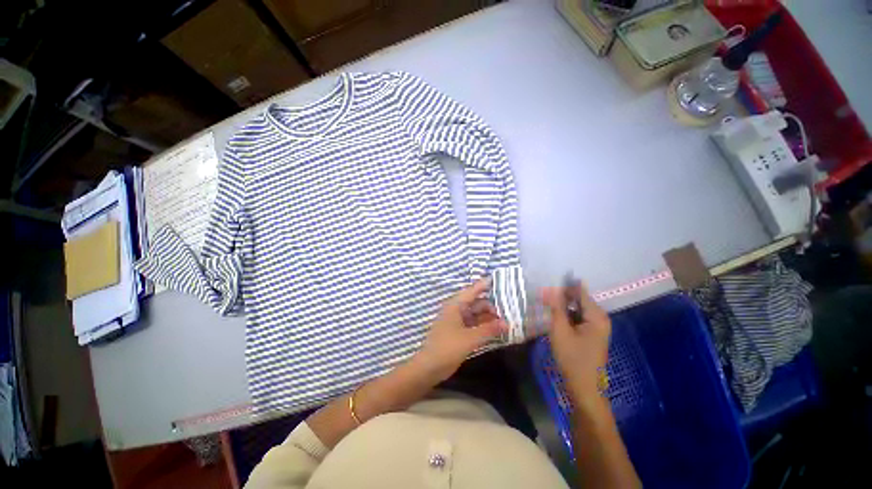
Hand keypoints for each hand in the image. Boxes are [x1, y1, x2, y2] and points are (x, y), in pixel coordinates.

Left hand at [415, 279, 507, 381]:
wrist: (430, 367)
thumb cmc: (447, 347)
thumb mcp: (470, 338)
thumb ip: (489, 329)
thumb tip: (507, 323)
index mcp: (456, 305)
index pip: (473, 290)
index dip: (485, 284)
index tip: (499, 280)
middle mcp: (457, 310)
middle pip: (477, 303)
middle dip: (492, 306)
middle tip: (510, 311)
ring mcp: (458, 321)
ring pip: (477, 315)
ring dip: (490, 317)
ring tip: (507, 321)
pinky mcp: (460, 332)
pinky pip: (475, 325)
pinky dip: (485, 326)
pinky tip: (497, 330)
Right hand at [542, 282, 610, 402]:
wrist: (584, 388)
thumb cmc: (572, 358)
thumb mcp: (560, 330)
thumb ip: (556, 307)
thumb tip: (550, 288)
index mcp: (597, 316)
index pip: (579, 291)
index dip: (562, 287)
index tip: (545, 288)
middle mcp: (601, 317)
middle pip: (579, 299)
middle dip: (561, 297)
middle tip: (543, 300)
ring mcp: (598, 326)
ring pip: (577, 308)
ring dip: (563, 307)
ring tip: (547, 308)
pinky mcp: (593, 333)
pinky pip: (579, 317)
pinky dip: (567, 316)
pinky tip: (556, 319)